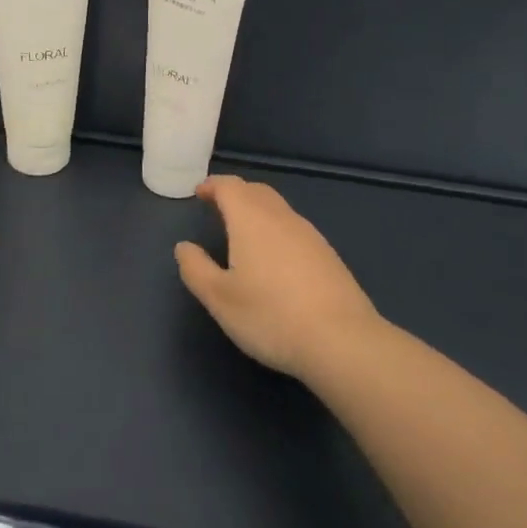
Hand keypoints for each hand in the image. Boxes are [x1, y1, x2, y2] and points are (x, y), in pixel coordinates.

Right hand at [175, 175, 381, 379]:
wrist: (342, 341)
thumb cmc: (270, 316)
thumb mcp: (219, 298)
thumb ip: (196, 268)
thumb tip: (184, 247)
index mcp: (251, 220)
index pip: (230, 186)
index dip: (212, 185)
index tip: (199, 193)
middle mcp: (282, 218)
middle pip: (256, 191)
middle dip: (235, 193)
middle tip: (218, 206)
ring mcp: (310, 235)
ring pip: (279, 209)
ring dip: (257, 210)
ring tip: (243, 231)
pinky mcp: (329, 256)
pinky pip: (295, 229)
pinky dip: (277, 229)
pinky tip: (275, 258)